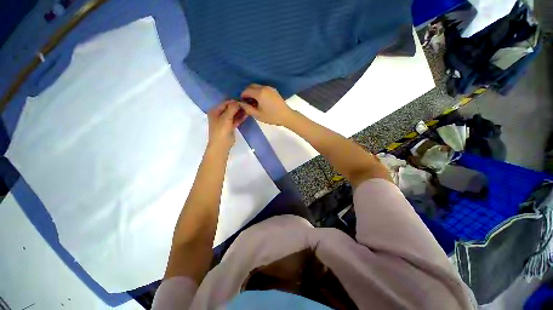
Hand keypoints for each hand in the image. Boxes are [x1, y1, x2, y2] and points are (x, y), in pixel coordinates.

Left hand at [207, 100, 246, 150]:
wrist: (221, 144)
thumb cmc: (221, 130)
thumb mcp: (226, 117)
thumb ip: (232, 108)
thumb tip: (238, 102)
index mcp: (215, 111)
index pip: (225, 103)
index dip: (234, 102)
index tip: (243, 101)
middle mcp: (219, 115)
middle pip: (229, 108)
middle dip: (238, 107)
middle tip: (247, 105)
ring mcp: (224, 121)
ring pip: (233, 114)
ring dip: (240, 112)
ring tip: (248, 109)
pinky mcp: (229, 127)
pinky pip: (235, 120)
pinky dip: (240, 118)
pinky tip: (246, 115)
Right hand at [237, 84, 293, 125]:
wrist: (286, 116)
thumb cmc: (271, 116)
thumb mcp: (258, 115)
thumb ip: (247, 108)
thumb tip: (241, 103)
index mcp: (259, 93)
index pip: (246, 90)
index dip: (242, 96)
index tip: (242, 102)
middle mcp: (264, 87)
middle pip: (251, 86)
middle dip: (247, 92)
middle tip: (247, 101)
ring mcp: (270, 88)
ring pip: (258, 86)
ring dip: (253, 92)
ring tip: (254, 102)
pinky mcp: (274, 90)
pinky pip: (263, 88)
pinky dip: (259, 92)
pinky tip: (261, 100)